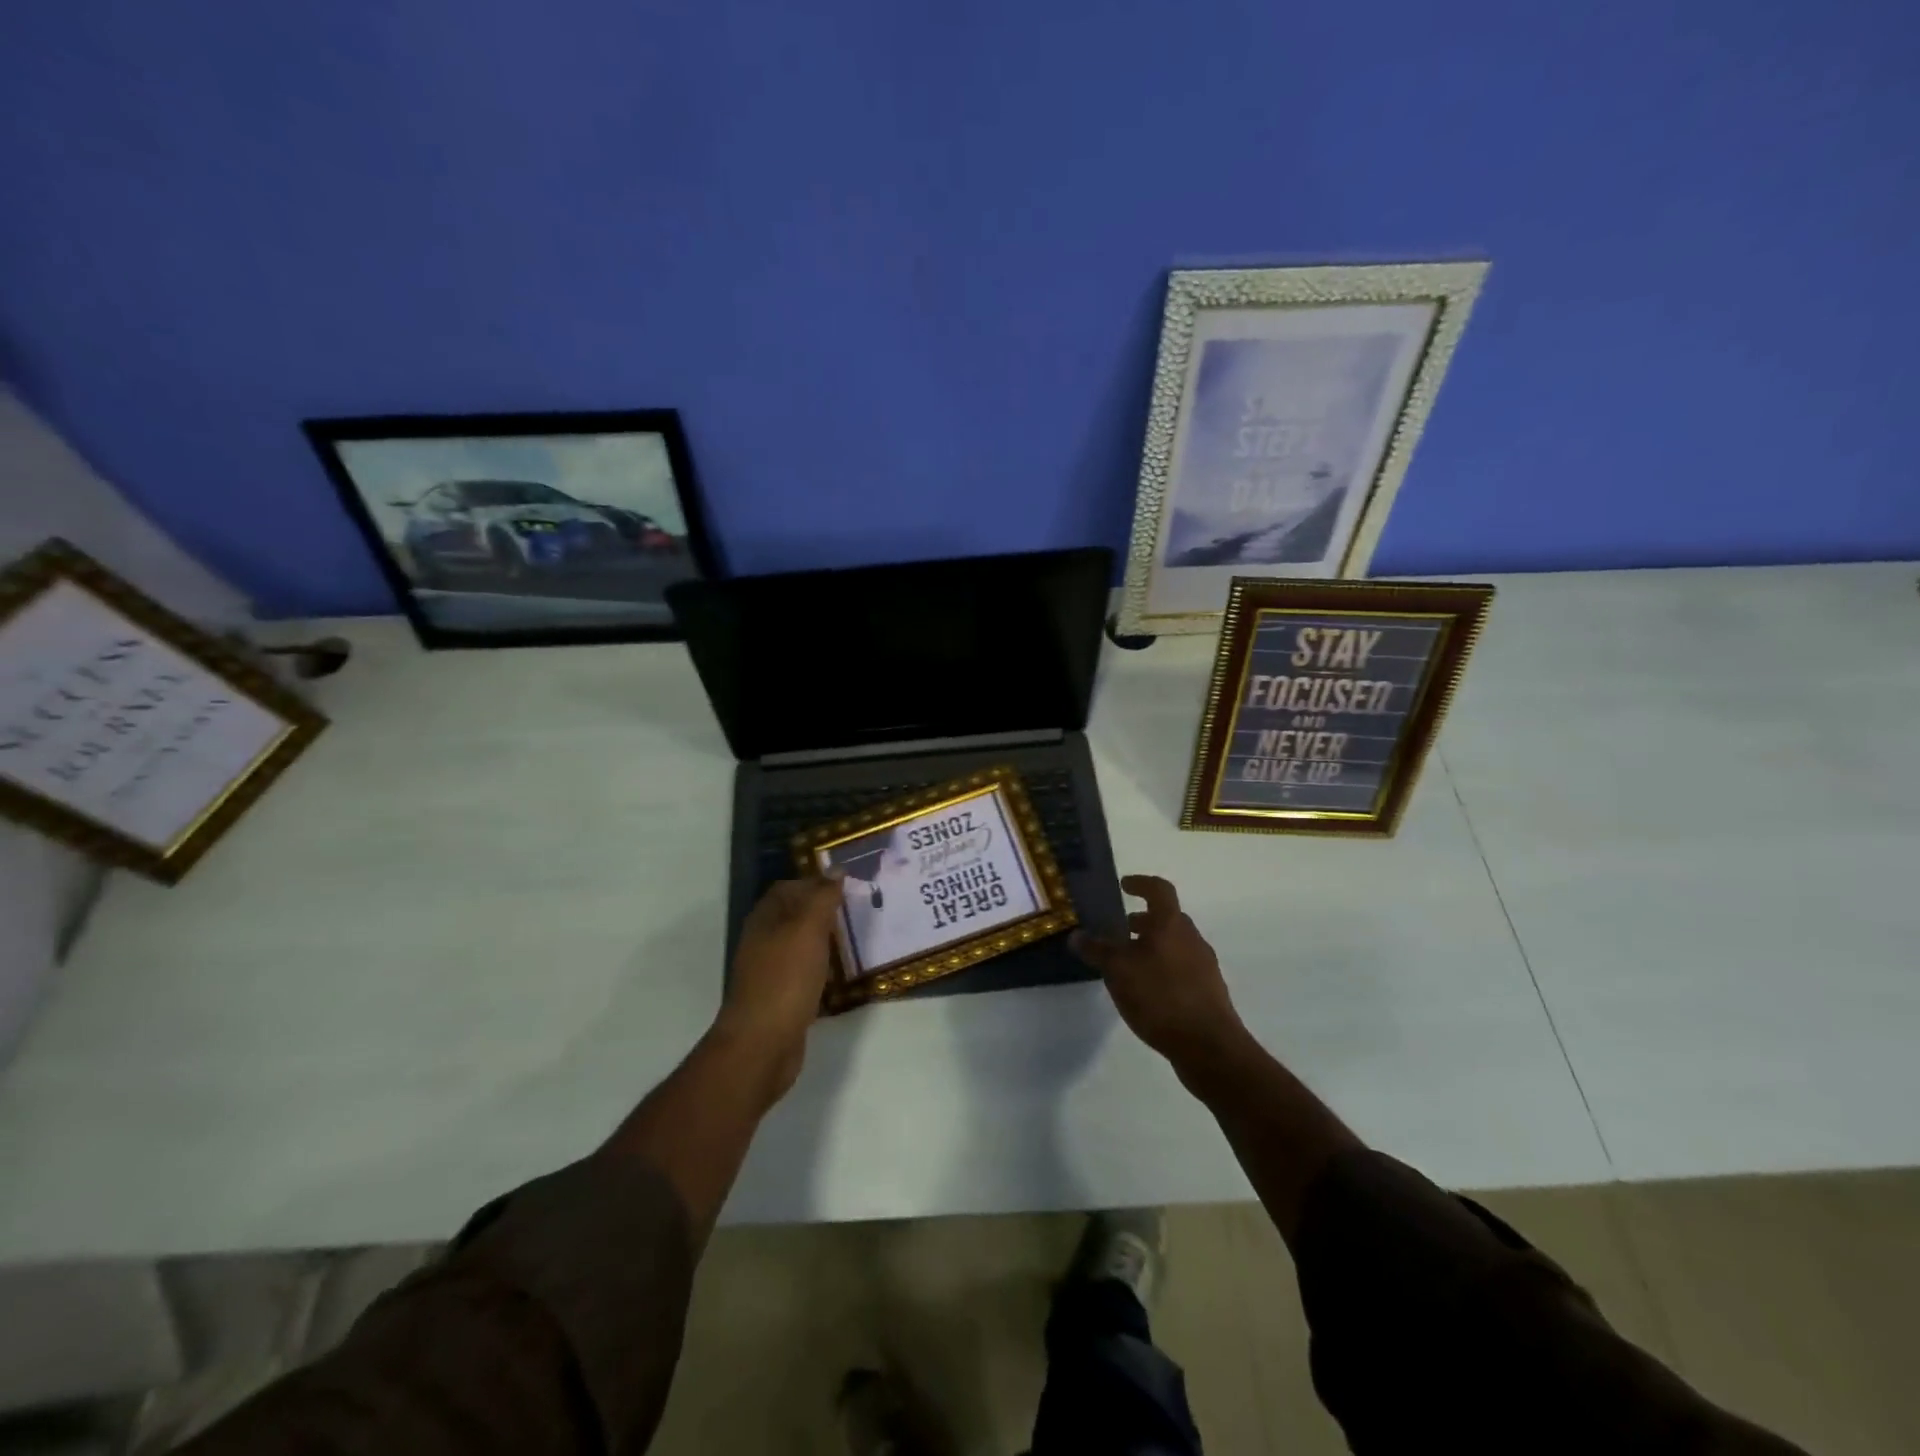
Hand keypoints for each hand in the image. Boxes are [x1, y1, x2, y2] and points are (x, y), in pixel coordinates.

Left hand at [712, 873, 842, 1102]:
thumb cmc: (785, 978)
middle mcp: (763, 941)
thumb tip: (836, 870)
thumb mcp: (808, 929)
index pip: (788, 888)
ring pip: (801, 946)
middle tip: (858, 911)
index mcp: (765, 919)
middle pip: (795, 916)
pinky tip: (843, 975)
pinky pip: (805, 973)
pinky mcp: (781, 998)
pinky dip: (824, 970)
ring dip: (826, 941)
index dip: (815, 883)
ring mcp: (770, 971)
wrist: (762, 1043)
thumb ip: (823, 898)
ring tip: (857, 940)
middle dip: (824, 911)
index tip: (847, 886)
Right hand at [1072, 875, 1246, 1069]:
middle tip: (1120, 930)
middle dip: (1143, 921)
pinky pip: (1182, 968)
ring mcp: (1204, 966)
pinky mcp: (1208, 992)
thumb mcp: (1118, 972)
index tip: (1124, 886)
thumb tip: (1077, 935)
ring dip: (1152, 946)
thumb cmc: (1160, 997)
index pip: (1159, 890)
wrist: (1209, 1047)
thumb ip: (1097, 951)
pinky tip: (1147, 991)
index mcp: (1171, 924)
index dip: (1141, 883)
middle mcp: (1192, 938)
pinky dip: (1163, 968)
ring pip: (1175, 945)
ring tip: (1128, 964)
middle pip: (1167, 918)